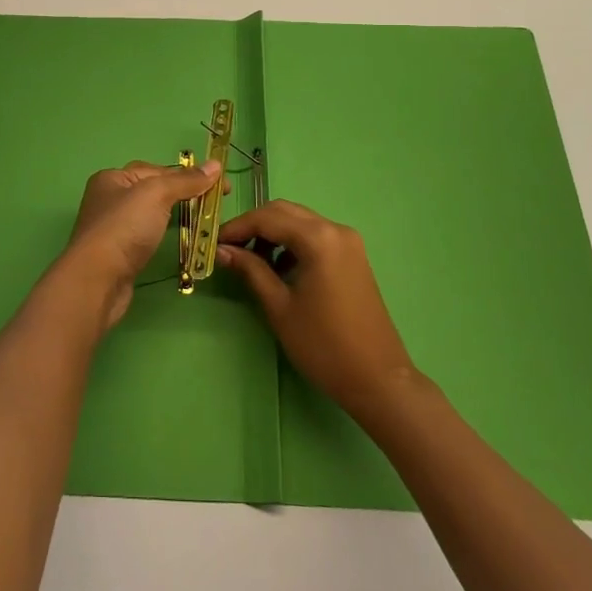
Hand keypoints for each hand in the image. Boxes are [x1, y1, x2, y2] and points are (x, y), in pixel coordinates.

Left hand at [56, 160, 222, 329]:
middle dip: (183, 194)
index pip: (158, 169)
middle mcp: (109, 199)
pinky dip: (165, 235)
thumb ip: (186, 180)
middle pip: (154, 191)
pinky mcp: (119, 254)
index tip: (221, 186)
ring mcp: (113, 228)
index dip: (189, 175)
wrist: (97, 281)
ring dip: (176, 215)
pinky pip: (148, 236)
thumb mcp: (157, 194)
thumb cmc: (124, 228)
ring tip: (203, 222)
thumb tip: (216, 165)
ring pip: (151, 214)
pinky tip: (179, 240)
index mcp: (113, 178)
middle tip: (214, 205)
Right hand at [218, 200, 417, 420]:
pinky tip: (279, 268)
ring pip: (300, 222)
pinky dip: (292, 243)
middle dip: (254, 225)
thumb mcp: (279, 307)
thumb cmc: (323, 345)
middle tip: (229, 248)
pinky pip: (315, 236)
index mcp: (319, 239)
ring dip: (273, 233)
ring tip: (251, 261)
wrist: (377, 378)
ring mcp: (349, 242)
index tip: (213, 242)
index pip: (268, 218)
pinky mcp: (353, 256)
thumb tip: (222, 250)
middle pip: (285, 212)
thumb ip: (251, 270)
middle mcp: (336, 229)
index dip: (237, 227)